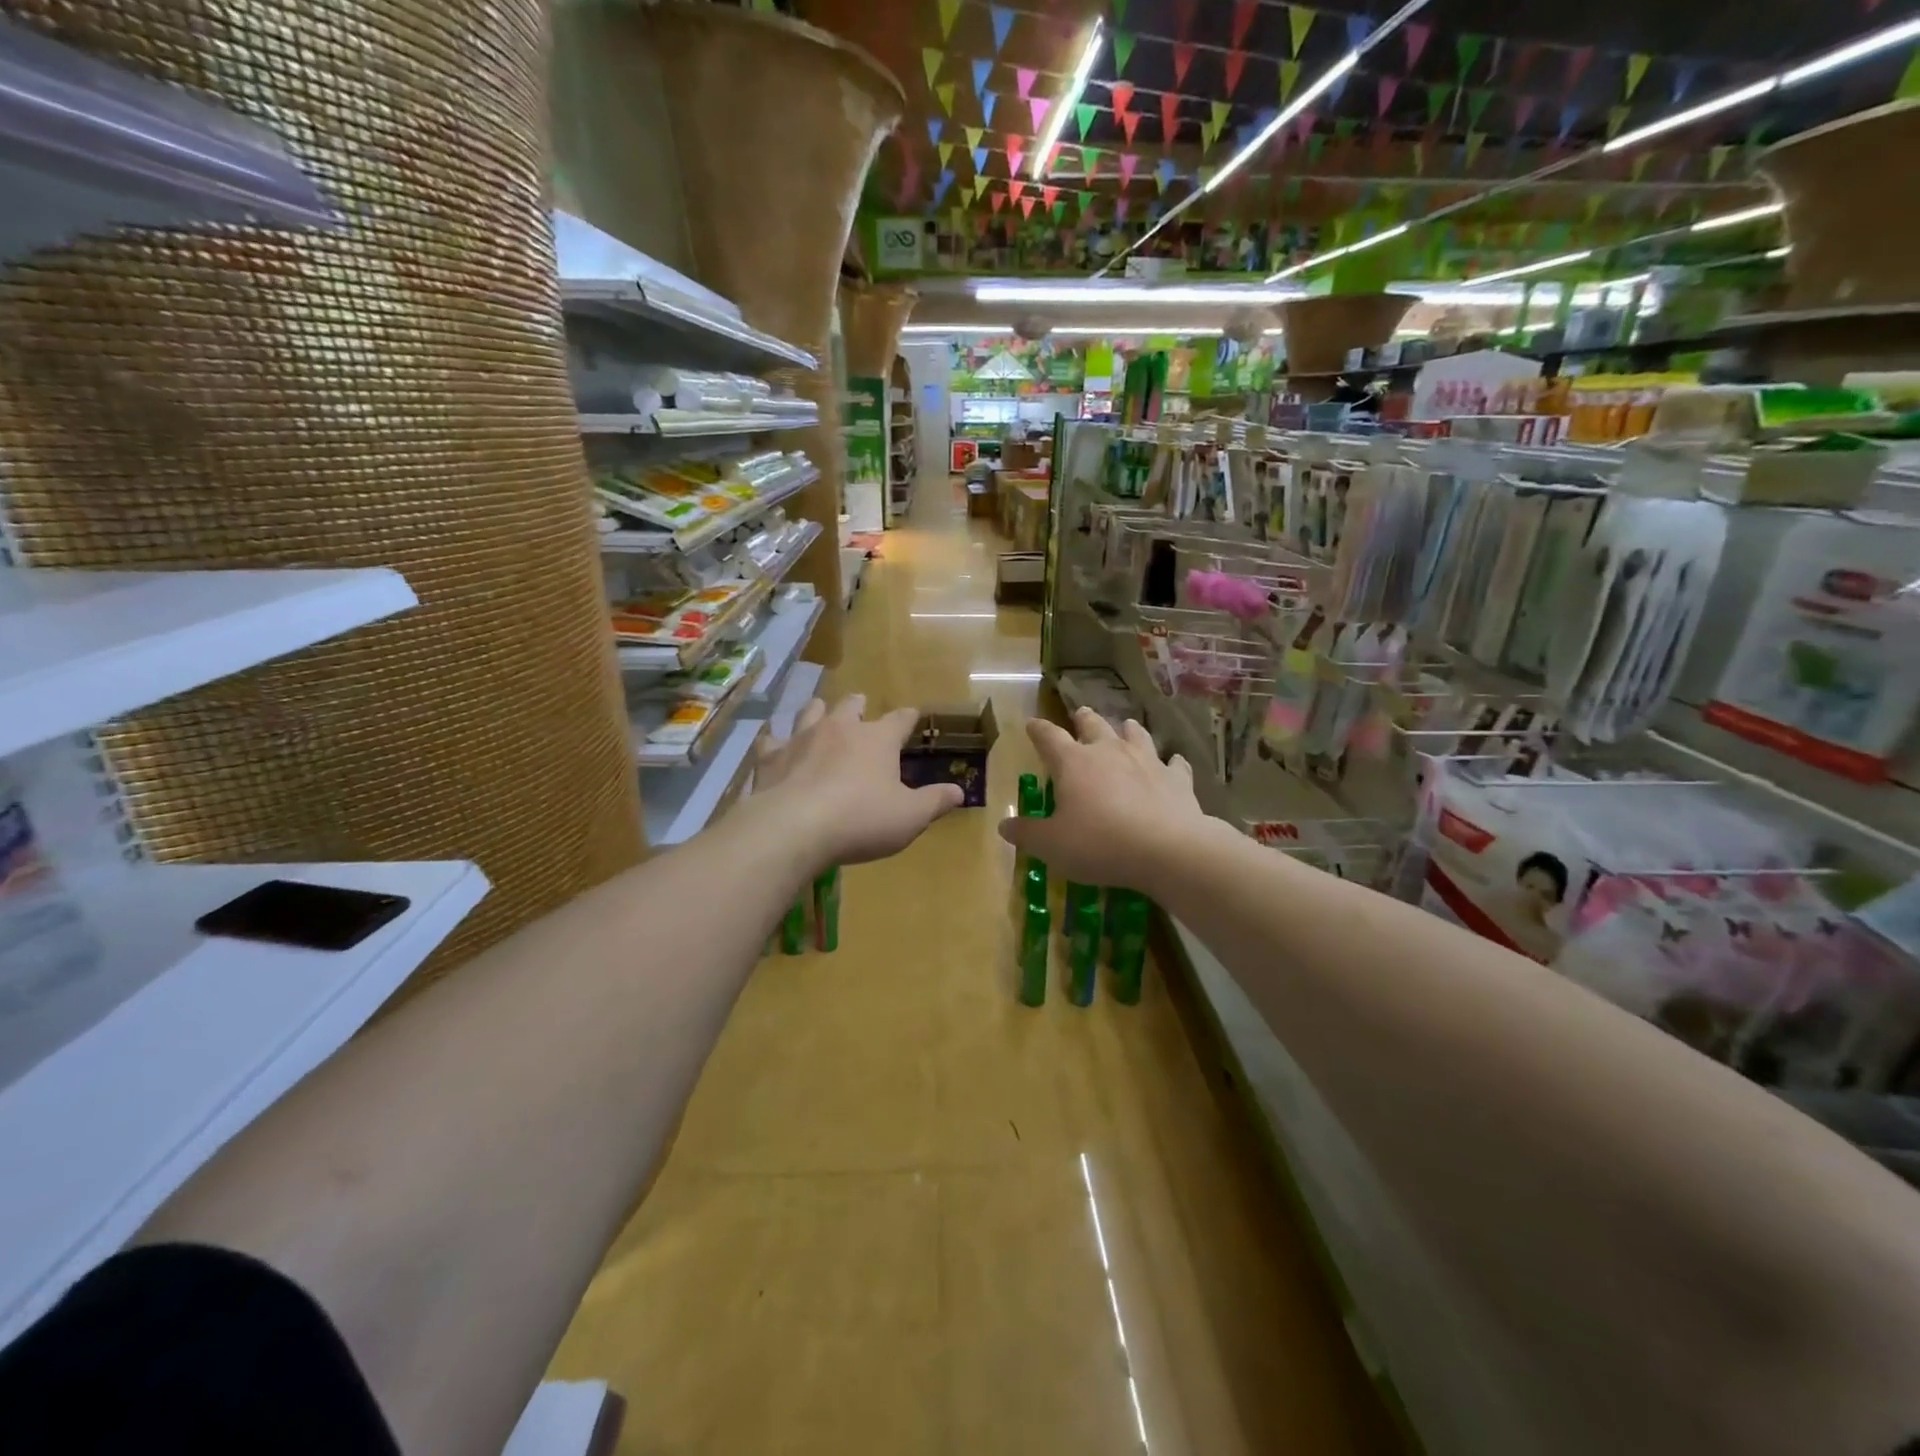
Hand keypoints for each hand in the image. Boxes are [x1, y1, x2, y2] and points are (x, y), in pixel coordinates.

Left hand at [750, 695, 964, 869]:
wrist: (794, 827)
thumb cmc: (861, 820)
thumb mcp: (910, 817)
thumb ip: (935, 801)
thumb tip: (959, 792)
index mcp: (878, 739)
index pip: (899, 720)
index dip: (908, 717)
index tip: (912, 715)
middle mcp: (840, 728)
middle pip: (851, 705)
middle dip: (859, 706)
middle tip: (861, 707)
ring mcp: (802, 738)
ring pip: (812, 712)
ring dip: (819, 711)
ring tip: (820, 712)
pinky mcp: (772, 756)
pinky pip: (773, 739)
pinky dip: (777, 740)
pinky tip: (775, 744)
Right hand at [998, 709, 1207, 890]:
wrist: (1166, 849)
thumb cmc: (1099, 844)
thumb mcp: (1052, 845)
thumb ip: (1027, 834)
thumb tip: (1004, 826)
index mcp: (1073, 763)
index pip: (1048, 737)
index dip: (1038, 730)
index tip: (1031, 724)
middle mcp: (1109, 752)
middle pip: (1094, 726)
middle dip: (1084, 719)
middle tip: (1081, 713)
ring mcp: (1146, 761)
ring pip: (1135, 735)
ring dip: (1128, 730)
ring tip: (1126, 726)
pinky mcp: (1176, 778)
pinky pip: (1174, 763)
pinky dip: (1171, 762)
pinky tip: (1174, 762)